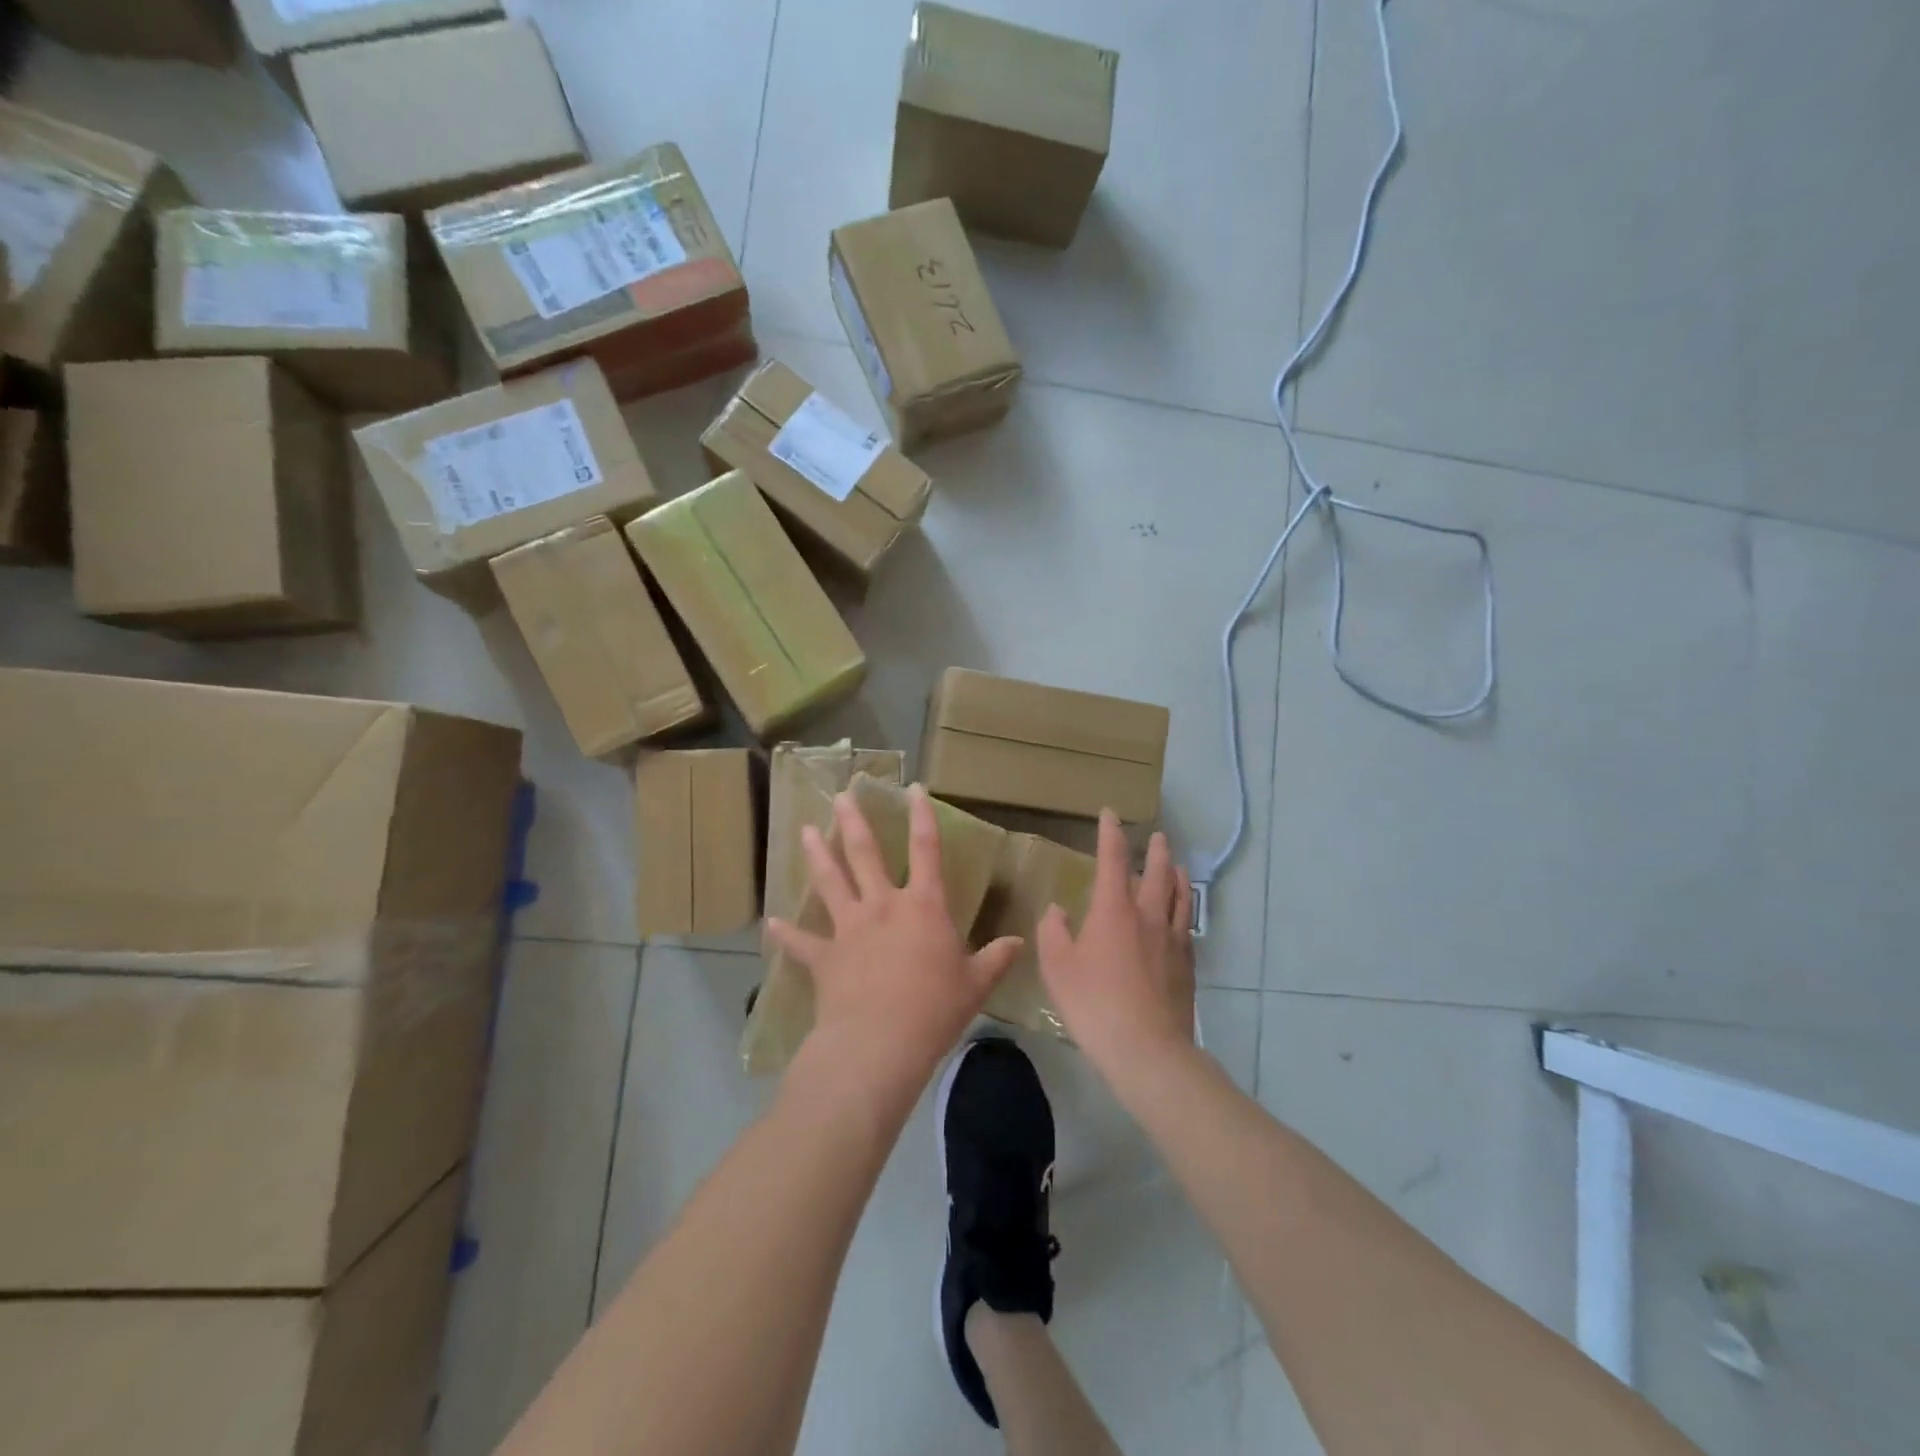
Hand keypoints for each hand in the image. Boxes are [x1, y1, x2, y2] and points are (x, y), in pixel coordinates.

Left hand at [765, 785, 1023, 1085]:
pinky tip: (771, 923)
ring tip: (806, 830)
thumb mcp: (976, 984)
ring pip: (830, 882)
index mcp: (923, 906)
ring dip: (818, 855)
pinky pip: (801, 942)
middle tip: (841, 795)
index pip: (926, 850)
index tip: (913, 789)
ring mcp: (849, 928)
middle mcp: (883, 906)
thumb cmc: (935, 1008)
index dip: (922, 817)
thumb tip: (1020, 943)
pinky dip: (786, 933)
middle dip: (854, 822)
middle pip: (866, 855)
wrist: (880, 1042)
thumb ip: (996, 959)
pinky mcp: (824, 957)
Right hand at [1036, 813, 1195, 1073]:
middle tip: (1157, 837)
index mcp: (1114, 909)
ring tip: (1177, 865)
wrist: (1148, 1049)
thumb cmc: (1094, 1004)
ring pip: (1179, 895)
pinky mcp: (1187, 964)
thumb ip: (1053, 932)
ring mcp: (1172, 939)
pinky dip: (1184, 908)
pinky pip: (1186, 924)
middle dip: (1156, 851)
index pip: (1113, 859)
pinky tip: (1181, 914)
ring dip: (1177, 875)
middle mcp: (1148, 915)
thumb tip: (1057, 910)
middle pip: (1157, 872)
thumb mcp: (1058, 968)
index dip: (1110, 834)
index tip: (1110, 814)